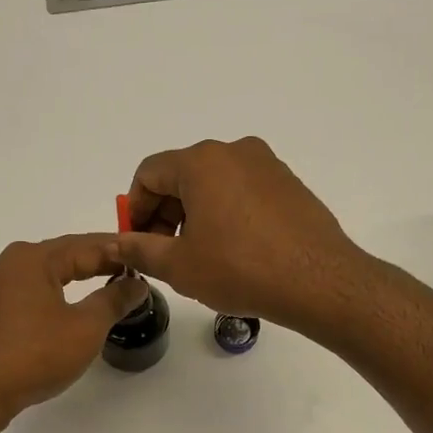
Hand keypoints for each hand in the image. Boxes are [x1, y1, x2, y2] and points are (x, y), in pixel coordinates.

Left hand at [0, 234, 148, 418]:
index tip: (144, 256)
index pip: (85, 246)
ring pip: (45, 274)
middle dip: (97, 262)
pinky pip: (30, 292)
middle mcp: (9, 263)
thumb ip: (114, 300)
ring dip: (75, 277)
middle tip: (131, 270)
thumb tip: (136, 283)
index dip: (118, 252)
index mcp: (32, 258)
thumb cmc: (35, 354)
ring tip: (105, 284)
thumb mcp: (85, 327)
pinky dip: (55, 294)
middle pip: (62, 256)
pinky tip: (69, 306)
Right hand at [119, 137, 363, 334]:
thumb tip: (114, 243)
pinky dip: (226, 213)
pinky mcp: (289, 184)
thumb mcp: (179, 265)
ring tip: (198, 256)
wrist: (318, 281)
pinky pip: (243, 191)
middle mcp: (234, 151)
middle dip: (164, 213)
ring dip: (194, 215)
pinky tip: (233, 251)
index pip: (149, 173)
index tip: (136, 241)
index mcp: (201, 162)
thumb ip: (139, 249)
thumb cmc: (239, 269)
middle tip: (163, 253)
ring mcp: (266, 165)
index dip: (134, 208)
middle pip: (181, 176)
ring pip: (213, 184)